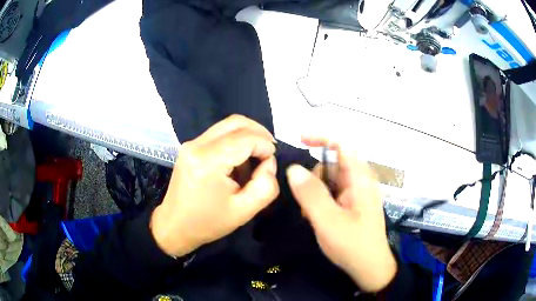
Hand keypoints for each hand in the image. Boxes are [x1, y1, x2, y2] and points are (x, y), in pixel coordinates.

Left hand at [151, 115, 279, 256]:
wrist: (174, 225)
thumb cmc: (208, 222)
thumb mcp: (244, 211)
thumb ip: (266, 185)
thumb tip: (268, 162)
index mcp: (209, 161)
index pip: (246, 138)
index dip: (265, 146)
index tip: (271, 162)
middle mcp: (197, 145)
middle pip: (236, 122)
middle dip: (259, 132)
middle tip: (269, 151)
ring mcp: (191, 143)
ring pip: (227, 125)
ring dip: (247, 135)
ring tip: (256, 156)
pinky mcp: (189, 147)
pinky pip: (218, 134)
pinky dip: (234, 140)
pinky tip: (239, 159)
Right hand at [287, 137, 395, 291]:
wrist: (369, 268)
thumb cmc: (353, 245)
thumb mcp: (328, 220)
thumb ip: (311, 193)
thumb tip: (293, 168)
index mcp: (360, 179)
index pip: (342, 146)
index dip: (321, 138)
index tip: (300, 140)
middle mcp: (359, 182)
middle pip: (332, 164)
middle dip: (314, 178)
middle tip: (306, 202)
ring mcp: (356, 194)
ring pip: (329, 180)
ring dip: (315, 193)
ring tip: (312, 216)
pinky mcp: (352, 205)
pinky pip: (332, 194)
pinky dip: (320, 202)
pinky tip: (318, 219)